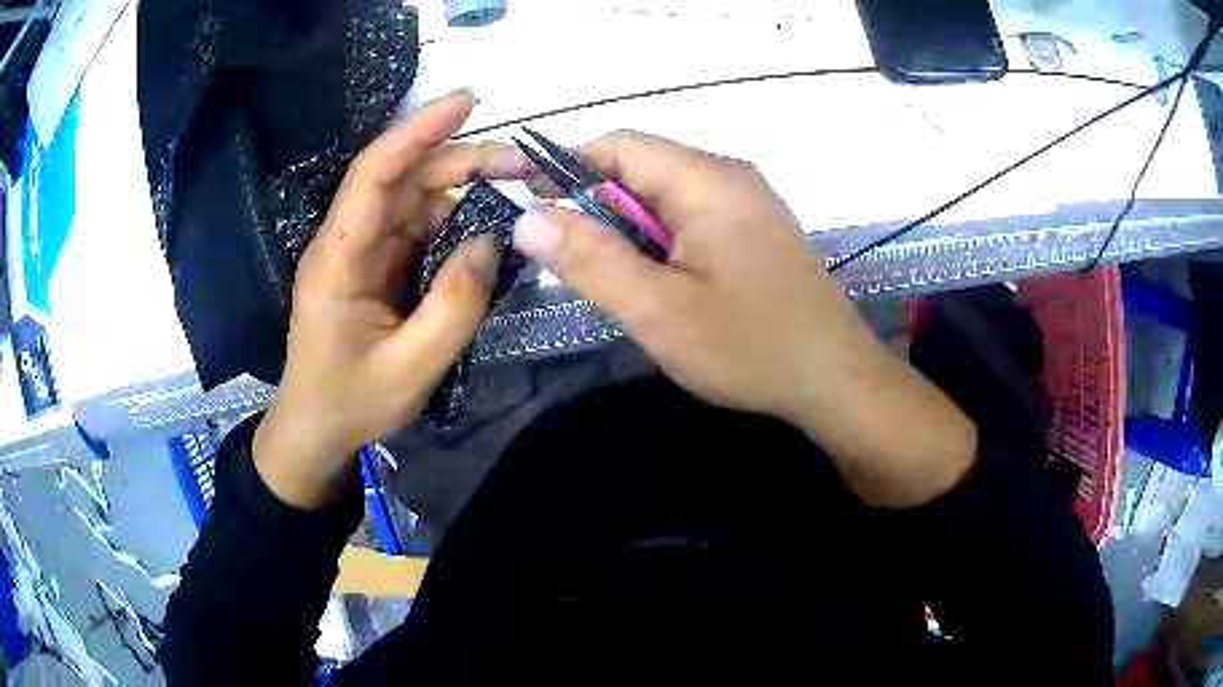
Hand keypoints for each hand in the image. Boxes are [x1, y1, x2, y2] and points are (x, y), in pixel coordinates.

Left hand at [253, 90, 529, 507]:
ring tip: (516, 194)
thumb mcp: (411, 368)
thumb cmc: (351, 403)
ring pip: (415, 198)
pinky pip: (419, 227)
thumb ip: (455, 306)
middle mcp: (348, 241)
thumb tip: (492, 241)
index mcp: (339, 258)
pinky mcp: (376, 265)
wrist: (316, 431)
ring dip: (464, 189)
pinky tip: (488, 228)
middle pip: (403, 178)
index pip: (375, 174)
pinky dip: (456, 221)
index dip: (418, 131)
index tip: (468, 101)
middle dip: (462, 160)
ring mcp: (362, 251)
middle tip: (523, 166)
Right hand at [513, 131, 975, 506]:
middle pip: (642, 170)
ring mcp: (747, 204)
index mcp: (707, 180)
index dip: (566, 167)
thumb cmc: (750, 347)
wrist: (836, 381)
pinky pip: (690, 221)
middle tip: (571, 263)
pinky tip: (659, 285)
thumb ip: (592, 260)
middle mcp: (729, 177)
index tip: (528, 206)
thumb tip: (529, 218)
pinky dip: (659, 244)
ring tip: (616, 282)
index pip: (619, 146)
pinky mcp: (755, 233)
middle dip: (597, 208)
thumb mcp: (659, 309)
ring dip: (627, 231)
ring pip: (663, 199)